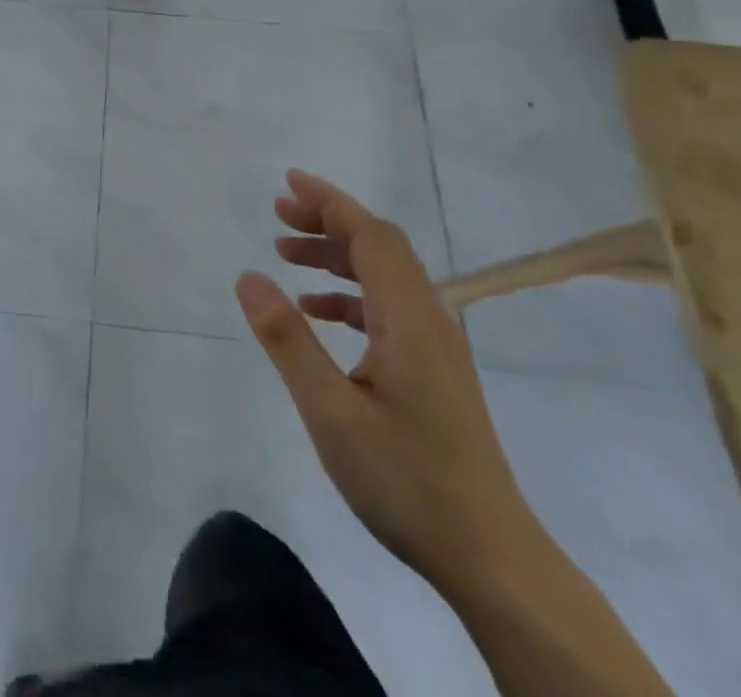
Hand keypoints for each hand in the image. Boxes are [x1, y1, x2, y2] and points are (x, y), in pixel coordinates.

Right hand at [234, 170, 538, 595]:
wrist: (492, 557)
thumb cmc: (407, 481)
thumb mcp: (330, 412)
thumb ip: (289, 339)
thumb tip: (248, 276)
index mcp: (409, 317)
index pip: (371, 234)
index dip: (330, 201)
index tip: (288, 182)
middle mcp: (429, 318)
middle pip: (379, 246)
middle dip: (328, 221)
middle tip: (278, 214)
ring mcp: (437, 345)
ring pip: (384, 276)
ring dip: (336, 256)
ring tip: (286, 255)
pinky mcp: (436, 370)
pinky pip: (389, 308)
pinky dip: (350, 295)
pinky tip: (318, 312)